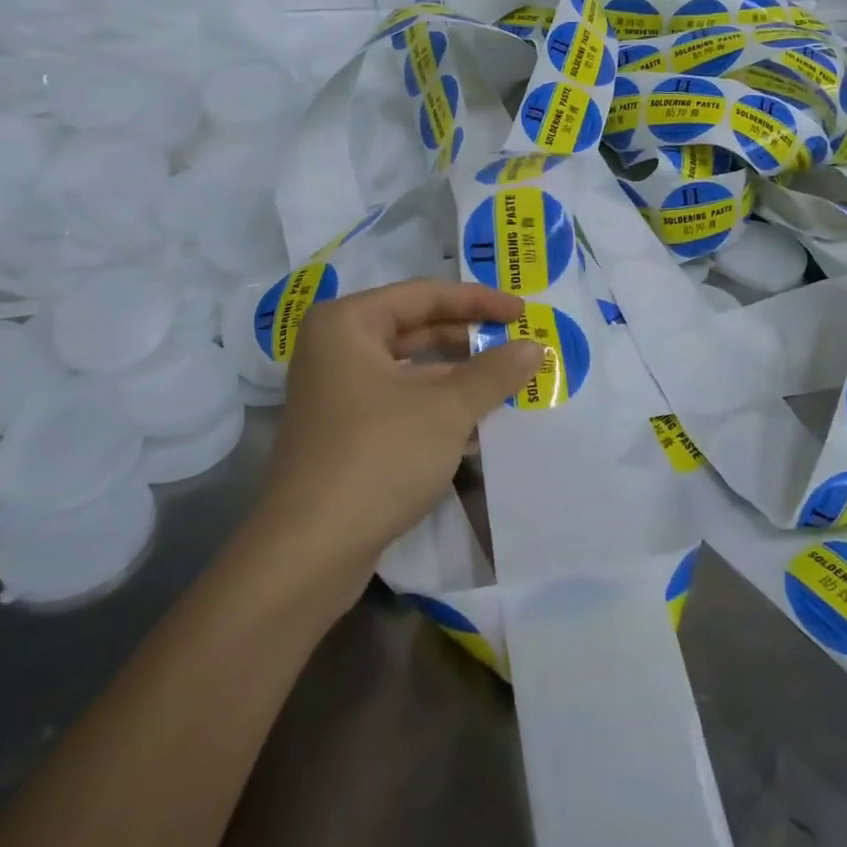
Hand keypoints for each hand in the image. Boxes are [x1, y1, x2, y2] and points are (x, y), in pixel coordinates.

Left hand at [256, 280, 542, 586]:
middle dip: (469, 339)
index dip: (478, 301)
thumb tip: (536, 348)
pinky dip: (439, 407)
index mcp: (347, 323)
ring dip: (459, 377)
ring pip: (411, 371)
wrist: (310, 552)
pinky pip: (401, 403)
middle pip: (416, 329)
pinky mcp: (345, 433)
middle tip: (520, 345)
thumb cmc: (378, 456)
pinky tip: (480, 424)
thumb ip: (494, 373)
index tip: (523, 312)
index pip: (424, 295)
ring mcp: (337, 393)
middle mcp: (336, 349)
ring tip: (510, 383)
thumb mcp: (446, 409)